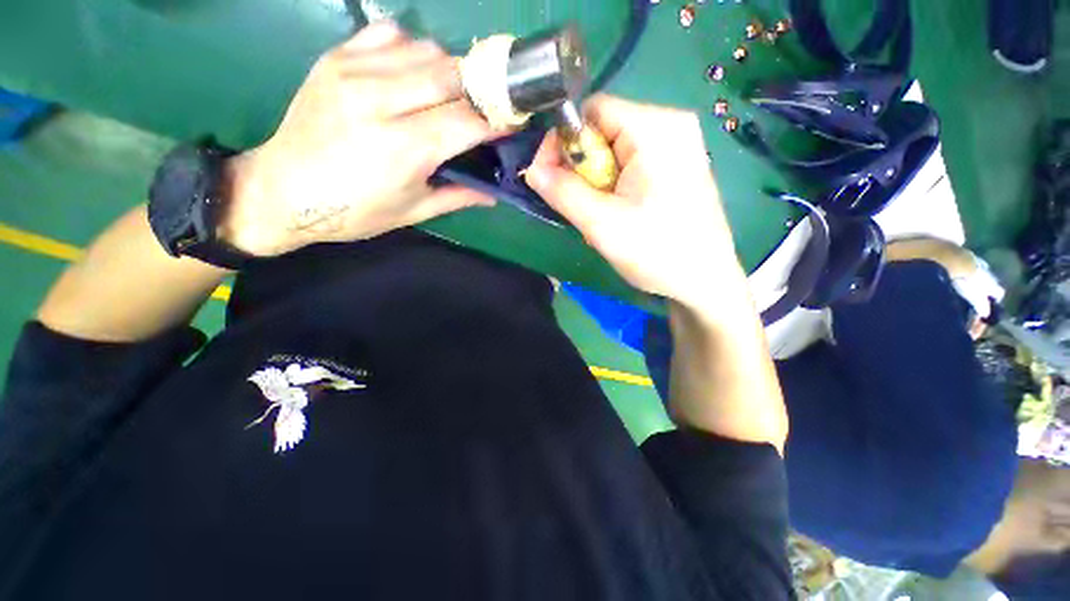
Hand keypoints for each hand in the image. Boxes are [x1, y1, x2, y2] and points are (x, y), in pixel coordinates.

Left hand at [221, 21, 496, 256]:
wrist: (282, 191)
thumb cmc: (354, 212)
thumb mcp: (413, 211)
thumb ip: (458, 196)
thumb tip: (494, 193)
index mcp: (404, 149)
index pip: (467, 120)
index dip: (496, 119)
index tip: (511, 122)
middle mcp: (380, 102)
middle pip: (452, 75)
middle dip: (480, 90)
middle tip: (486, 108)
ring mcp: (354, 72)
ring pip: (426, 49)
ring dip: (450, 70)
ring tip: (451, 95)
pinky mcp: (336, 57)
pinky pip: (390, 35)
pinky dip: (413, 51)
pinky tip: (412, 75)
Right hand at [525, 95, 746, 310]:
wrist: (704, 282)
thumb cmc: (657, 252)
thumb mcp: (602, 224)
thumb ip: (563, 192)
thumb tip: (532, 169)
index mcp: (655, 128)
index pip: (592, 111)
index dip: (564, 142)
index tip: (551, 179)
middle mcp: (670, 125)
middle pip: (604, 129)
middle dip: (582, 166)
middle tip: (581, 205)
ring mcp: (678, 145)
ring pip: (615, 149)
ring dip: (597, 180)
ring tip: (601, 214)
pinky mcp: (677, 165)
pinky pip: (631, 163)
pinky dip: (614, 184)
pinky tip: (619, 211)